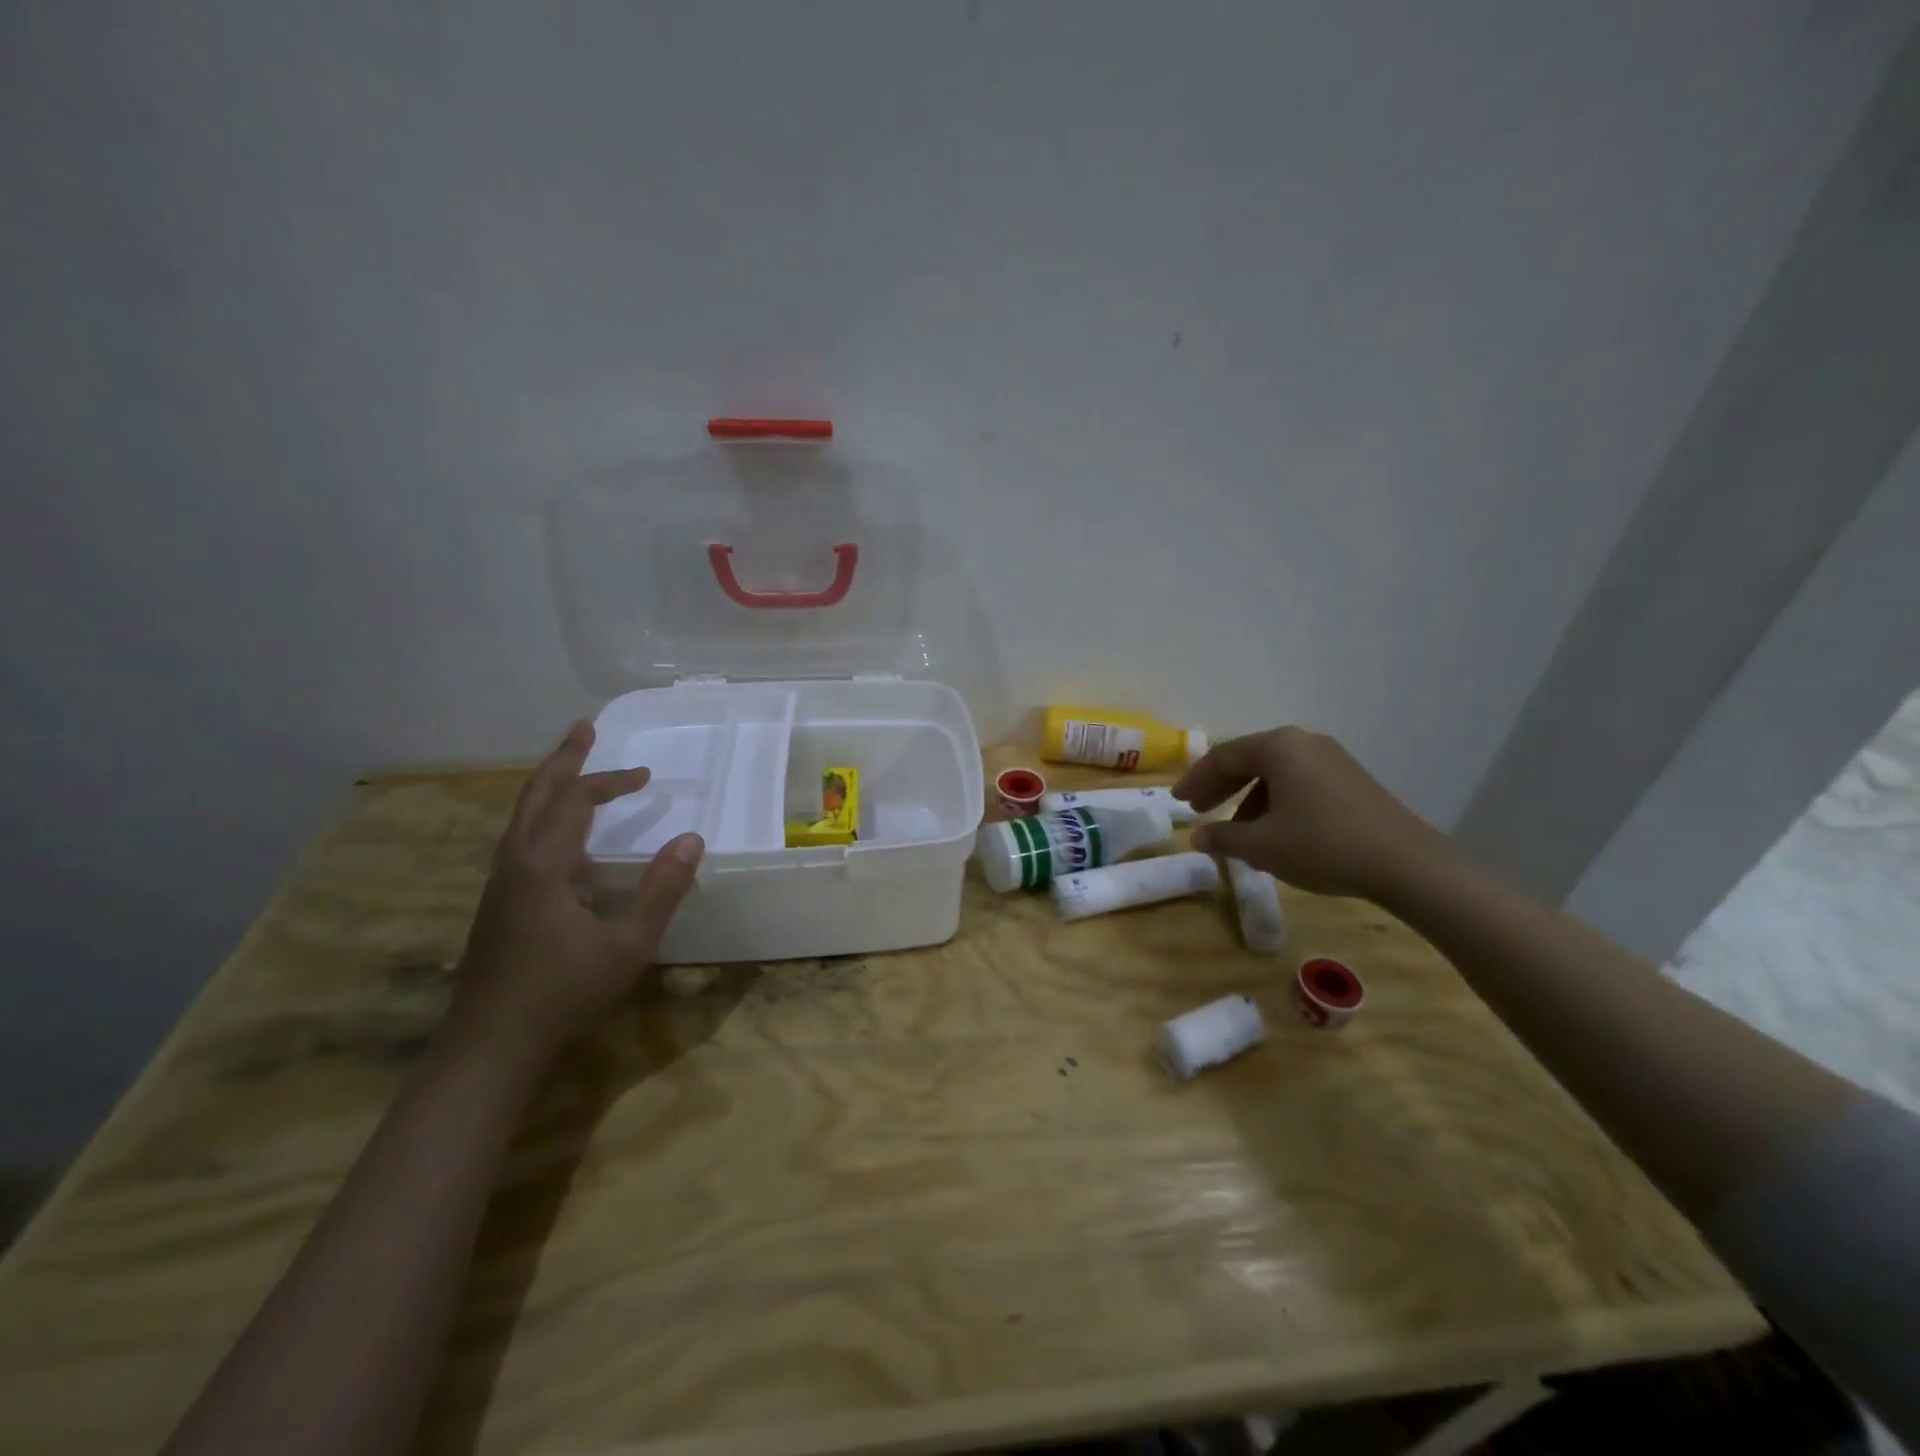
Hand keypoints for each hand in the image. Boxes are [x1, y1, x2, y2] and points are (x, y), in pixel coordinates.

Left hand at [446, 721, 703, 1060]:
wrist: (488, 1048)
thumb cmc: (562, 994)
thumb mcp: (628, 945)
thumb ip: (662, 891)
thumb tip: (692, 839)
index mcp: (542, 866)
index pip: (575, 801)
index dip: (611, 781)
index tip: (648, 776)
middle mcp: (513, 864)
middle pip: (535, 795)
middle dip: (562, 759)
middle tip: (585, 729)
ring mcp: (499, 885)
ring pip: (521, 818)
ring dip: (550, 787)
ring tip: (576, 771)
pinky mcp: (497, 906)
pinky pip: (521, 842)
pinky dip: (546, 819)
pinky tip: (568, 842)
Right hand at [1174, 726, 1450, 899]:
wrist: (1405, 864)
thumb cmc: (1321, 845)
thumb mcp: (1262, 846)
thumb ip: (1223, 837)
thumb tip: (1197, 837)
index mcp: (1278, 747)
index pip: (1222, 757)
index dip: (1195, 780)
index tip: (1177, 801)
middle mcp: (1303, 743)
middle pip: (1249, 759)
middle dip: (1219, 786)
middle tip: (1197, 809)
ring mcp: (1332, 759)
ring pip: (1275, 773)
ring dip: (1247, 798)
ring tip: (1234, 830)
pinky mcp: (1351, 779)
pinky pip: (1299, 783)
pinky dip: (1276, 802)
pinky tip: (1273, 833)